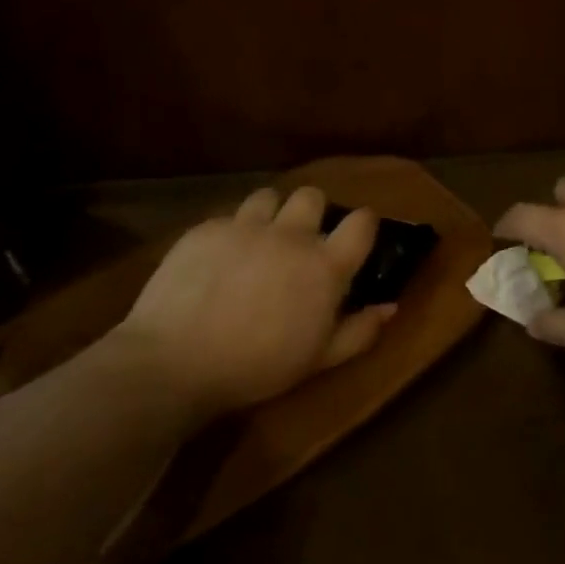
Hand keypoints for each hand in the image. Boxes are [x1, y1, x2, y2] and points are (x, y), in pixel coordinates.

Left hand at [113, 186, 394, 412]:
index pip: (361, 222)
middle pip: (312, 196)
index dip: (364, 223)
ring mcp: (245, 227)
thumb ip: (359, 331)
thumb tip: (390, 307)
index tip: (357, 236)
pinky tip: (218, 260)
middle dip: (312, 211)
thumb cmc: (256, 367)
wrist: (174, 363)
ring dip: (271, 214)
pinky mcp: (205, 229)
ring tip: (258, 241)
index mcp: (324, 266)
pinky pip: (228, 216)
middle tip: (301, 240)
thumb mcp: (318, 360)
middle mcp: (290, 235)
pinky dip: (231, 232)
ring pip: (268, 196)